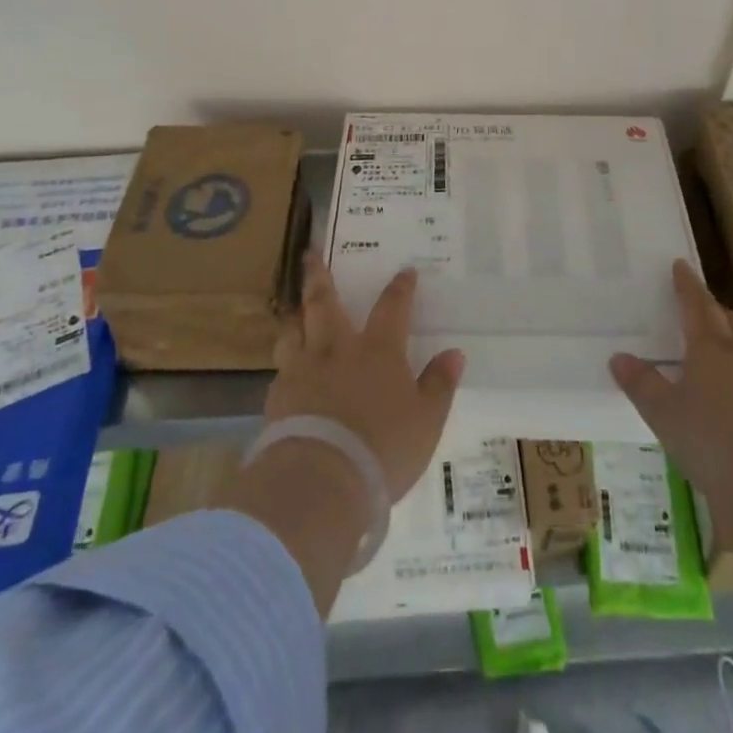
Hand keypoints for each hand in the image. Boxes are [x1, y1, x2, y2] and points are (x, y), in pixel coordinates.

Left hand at [268, 257, 464, 500]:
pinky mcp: (278, 397)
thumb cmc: (382, 447)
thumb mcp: (426, 420)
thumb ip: (439, 384)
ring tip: (294, 307)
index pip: (392, 307)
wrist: (321, 479)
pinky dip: (286, 362)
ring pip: (294, 330)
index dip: (400, 288)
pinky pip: (282, 369)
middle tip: (311, 253)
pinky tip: (287, 369)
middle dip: (320, 276)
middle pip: (324, 303)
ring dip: (296, 316)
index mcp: (378, 350)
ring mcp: (303, 370)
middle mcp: (337, 350)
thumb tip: (454, 353)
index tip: (405, 271)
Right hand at [609, 261, 732, 508]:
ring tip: (727, 353)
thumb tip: (619, 357)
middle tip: (703, 310)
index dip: (687, 286)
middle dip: (716, 314)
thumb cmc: (717, 440)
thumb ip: (644, 386)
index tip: (681, 265)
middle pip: (732, 324)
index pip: (696, 306)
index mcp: (711, 348)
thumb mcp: (667, 416)